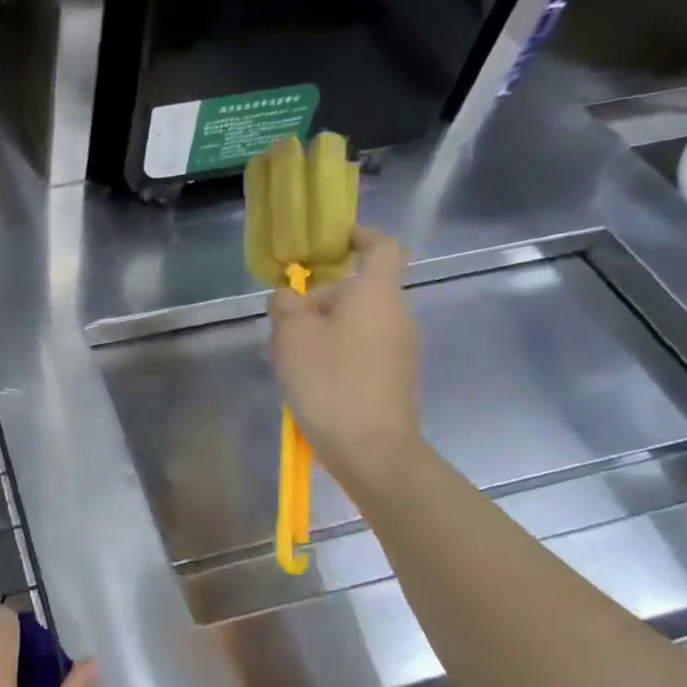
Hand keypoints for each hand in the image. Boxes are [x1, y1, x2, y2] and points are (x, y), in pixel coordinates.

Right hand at [270, 226, 422, 484]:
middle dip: (323, 297)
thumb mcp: (292, 337)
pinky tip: (312, 378)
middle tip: (286, 321)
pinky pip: (364, 348)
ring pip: (359, 321)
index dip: (362, 236)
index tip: (338, 239)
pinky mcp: (395, 376)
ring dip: (326, 328)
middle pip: (361, 289)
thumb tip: (288, 295)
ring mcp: (400, 348)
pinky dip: (338, 350)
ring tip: (291, 354)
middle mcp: (396, 314)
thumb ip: (286, 306)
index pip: (382, 248)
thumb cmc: (330, 382)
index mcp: (376, 294)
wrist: (373, 449)